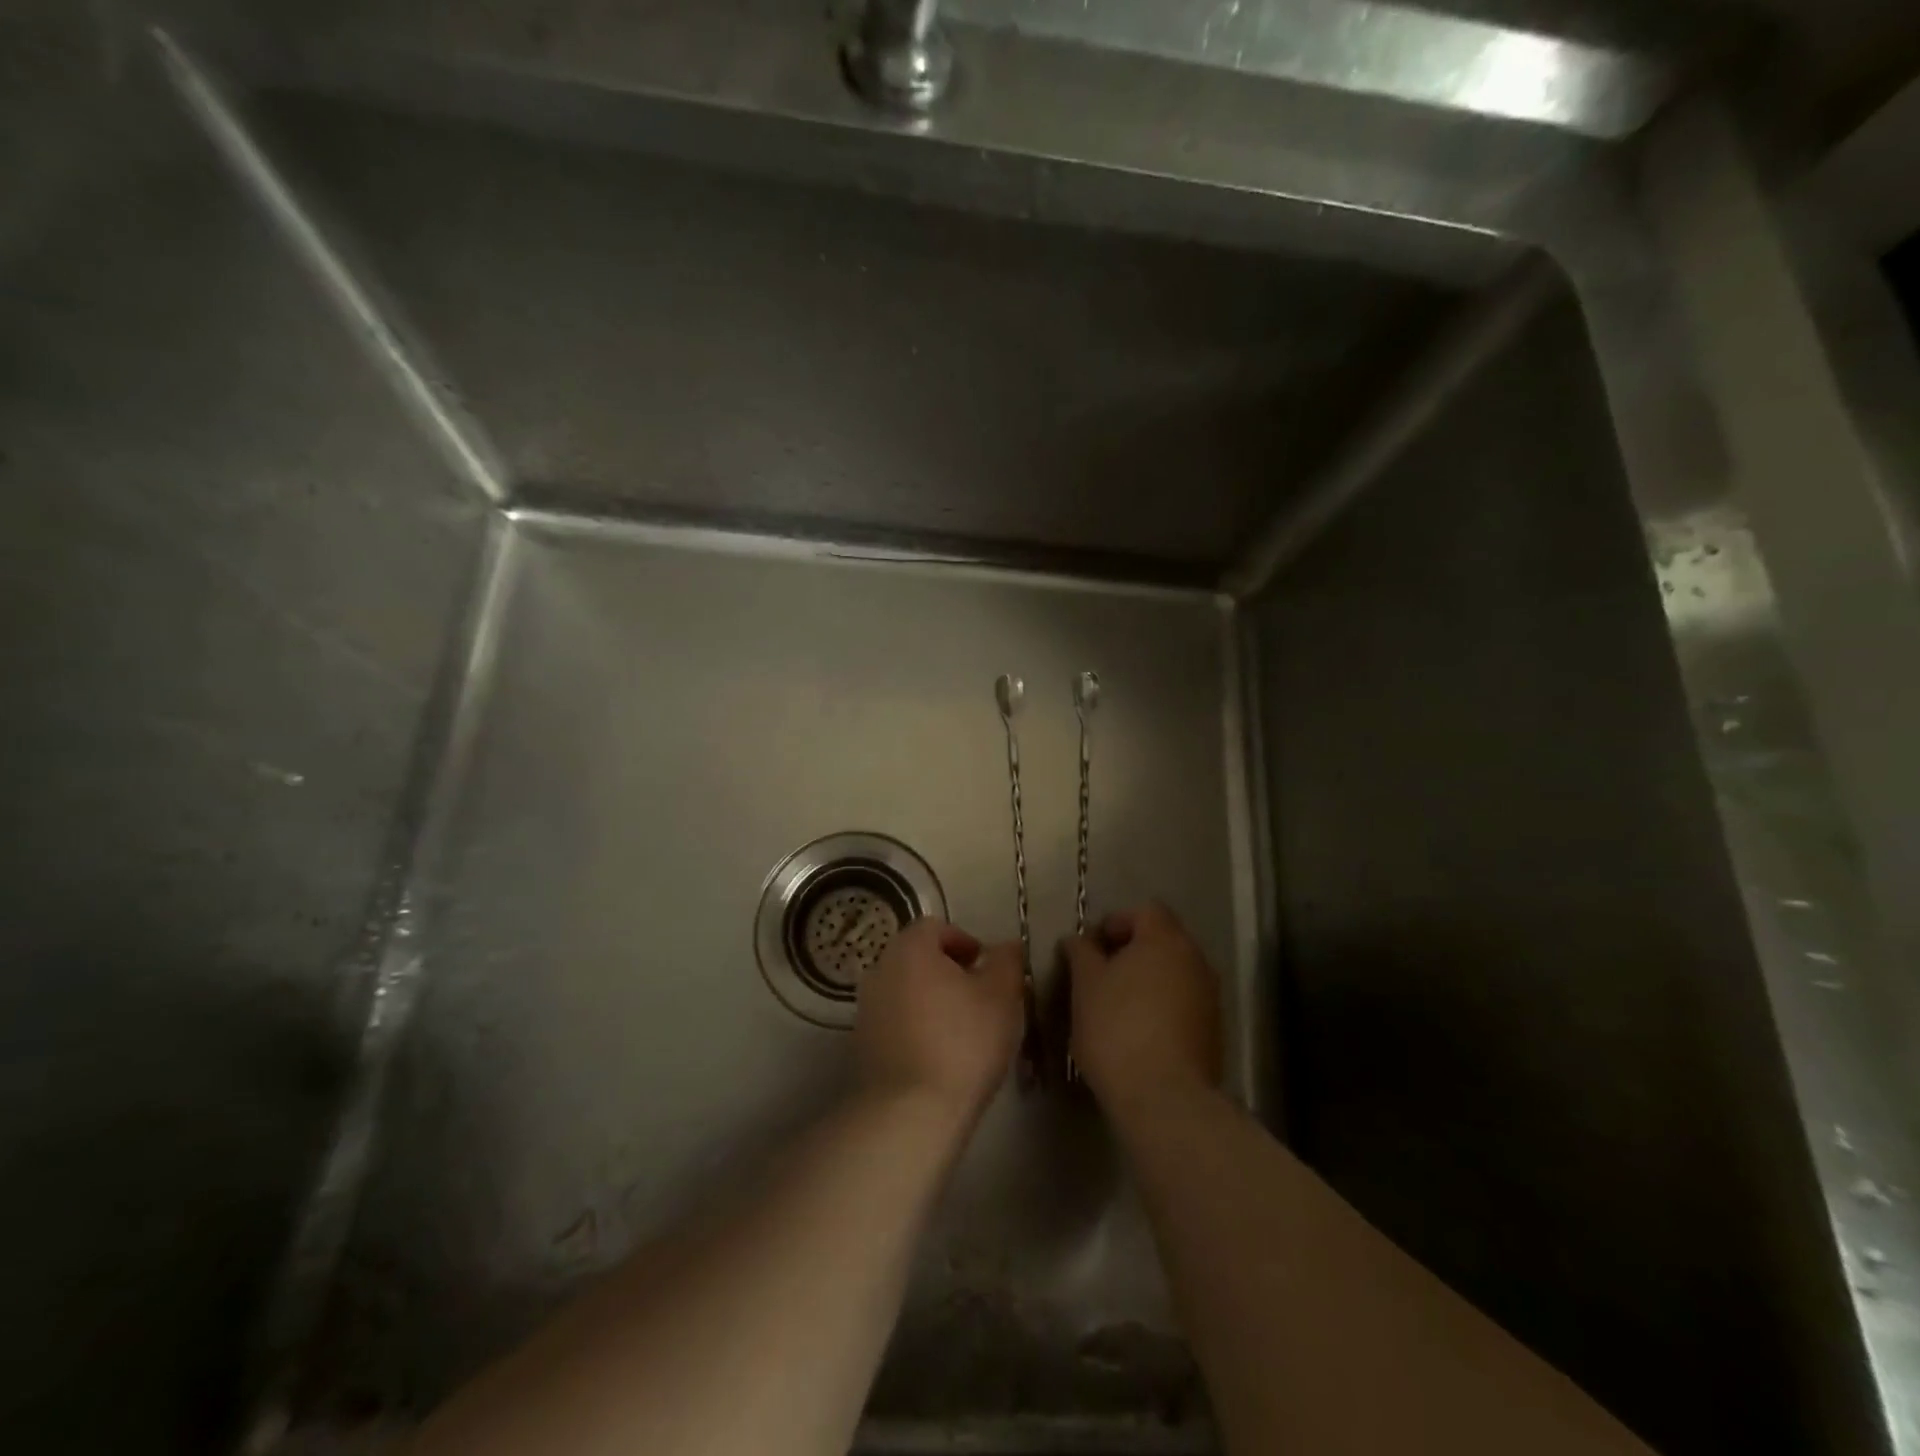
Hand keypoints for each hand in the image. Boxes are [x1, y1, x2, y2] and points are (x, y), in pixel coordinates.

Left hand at [855, 918, 1025, 1123]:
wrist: (910, 1112)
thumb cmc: (963, 1041)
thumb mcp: (1002, 996)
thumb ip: (1007, 962)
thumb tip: (1008, 946)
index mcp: (910, 948)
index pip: (936, 927)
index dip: (965, 942)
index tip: (987, 969)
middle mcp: (880, 969)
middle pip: (918, 958)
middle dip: (948, 972)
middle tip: (979, 998)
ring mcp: (866, 1009)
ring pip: (906, 991)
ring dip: (931, 1001)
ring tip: (962, 1031)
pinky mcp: (861, 1045)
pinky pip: (895, 1023)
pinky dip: (916, 1028)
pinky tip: (939, 1057)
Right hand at [1062, 902, 1220, 1116]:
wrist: (1164, 1098)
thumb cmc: (1117, 1028)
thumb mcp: (1085, 984)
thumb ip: (1082, 952)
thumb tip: (1079, 939)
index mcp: (1165, 940)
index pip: (1144, 911)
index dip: (1115, 922)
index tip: (1091, 949)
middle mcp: (1195, 959)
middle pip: (1162, 940)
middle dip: (1131, 951)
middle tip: (1100, 975)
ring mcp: (1209, 996)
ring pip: (1174, 972)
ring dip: (1147, 979)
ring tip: (1116, 1006)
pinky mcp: (1213, 1030)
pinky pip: (1183, 1002)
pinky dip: (1162, 1006)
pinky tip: (1139, 1031)